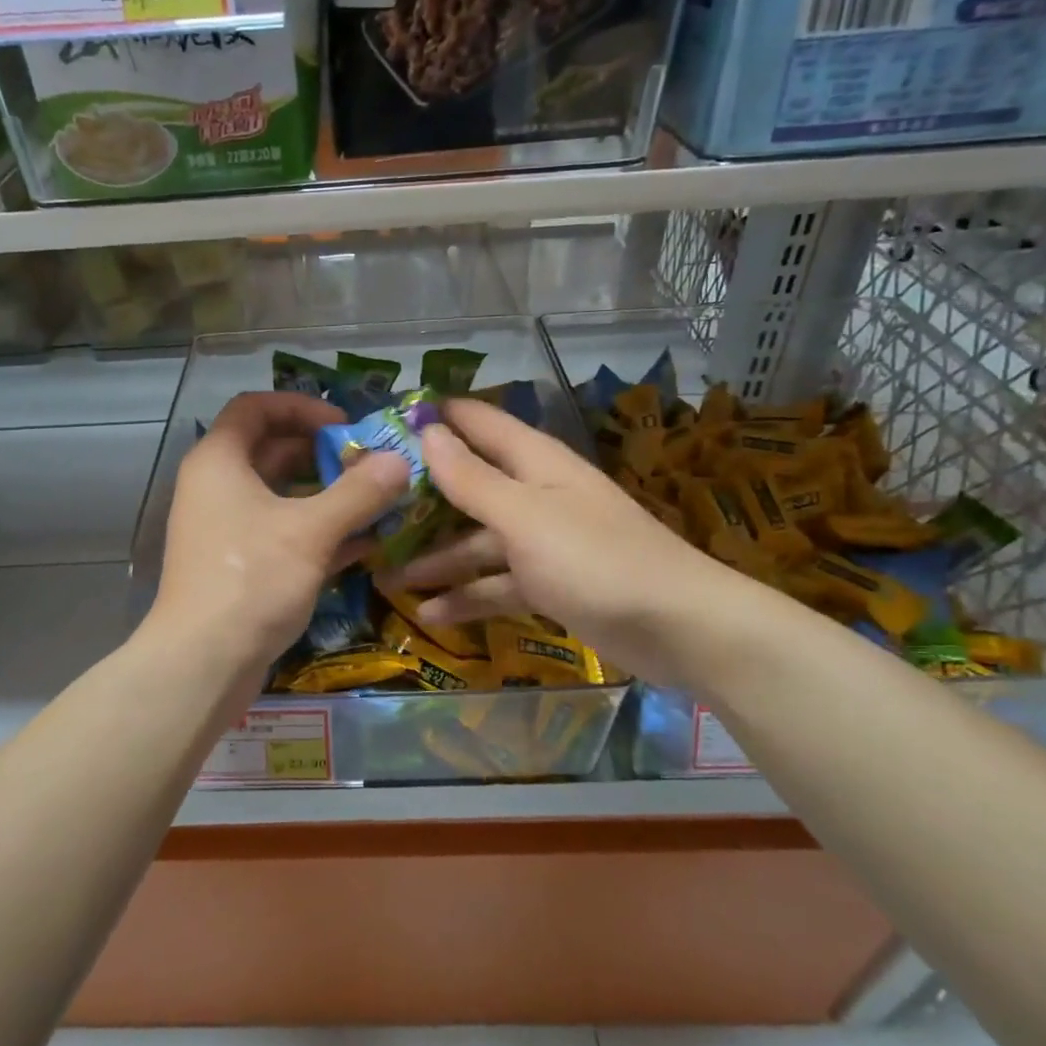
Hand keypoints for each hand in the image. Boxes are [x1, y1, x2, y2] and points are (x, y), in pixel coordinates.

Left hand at [148, 391, 409, 673]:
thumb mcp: (311, 531)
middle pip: (272, 451)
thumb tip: (400, 461)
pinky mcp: (239, 565)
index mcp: (220, 461)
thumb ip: (359, 493)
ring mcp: (226, 529)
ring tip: (378, 502)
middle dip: (324, 455)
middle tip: (372, 466)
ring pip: (282, 497)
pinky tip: (364, 544)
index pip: (255, 407)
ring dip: (328, 497)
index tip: (344, 425)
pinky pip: (282, 533)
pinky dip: (318, 532)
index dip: (301, 406)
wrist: (203, 663)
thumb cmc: (252, 580)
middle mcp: (217, 487)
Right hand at [386, 398, 752, 685]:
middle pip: (468, 485)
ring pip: (477, 541)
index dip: (434, 417)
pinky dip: (468, 597)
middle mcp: (535, 493)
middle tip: (367, 510)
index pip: (477, 421)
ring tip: (385, 577)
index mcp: (534, 462)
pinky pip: (497, 583)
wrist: (678, 628)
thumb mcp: (523, 517)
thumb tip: (428, 430)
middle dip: (420, 499)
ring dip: (436, 558)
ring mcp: (543, 541)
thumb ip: (472, 477)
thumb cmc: (595, 560)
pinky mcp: (550, 583)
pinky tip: (431, 616)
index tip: (382, 424)